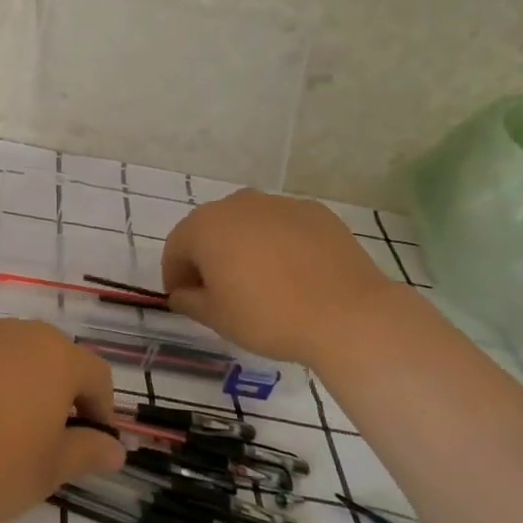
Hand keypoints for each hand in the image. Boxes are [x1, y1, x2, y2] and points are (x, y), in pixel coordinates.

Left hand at [0, 320, 124, 522]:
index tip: (91, 444)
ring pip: (2, 354)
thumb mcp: (49, 471)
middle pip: (48, 356)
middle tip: (44, 437)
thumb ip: (87, 451)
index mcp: (52, 355)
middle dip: (55, 391)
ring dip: (10, 382)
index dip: (100, 409)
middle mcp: (11, 331)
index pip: (94, 374)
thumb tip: (114, 448)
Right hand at [161, 191, 395, 364]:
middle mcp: (238, 204)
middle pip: (211, 228)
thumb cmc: (268, 316)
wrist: (348, 315)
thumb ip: (189, 301)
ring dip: (243, 246)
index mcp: (205, 226)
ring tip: (259, 281)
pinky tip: (293, 273)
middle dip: (207, 256)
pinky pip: (283, 226)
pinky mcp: (316, 212)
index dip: (175, 275)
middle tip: (218, 291)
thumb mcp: (216, 317)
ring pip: (248, 224)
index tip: (184, 299)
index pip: (176, 247)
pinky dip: (278, 243)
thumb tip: (182, 293)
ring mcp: (280, 204)